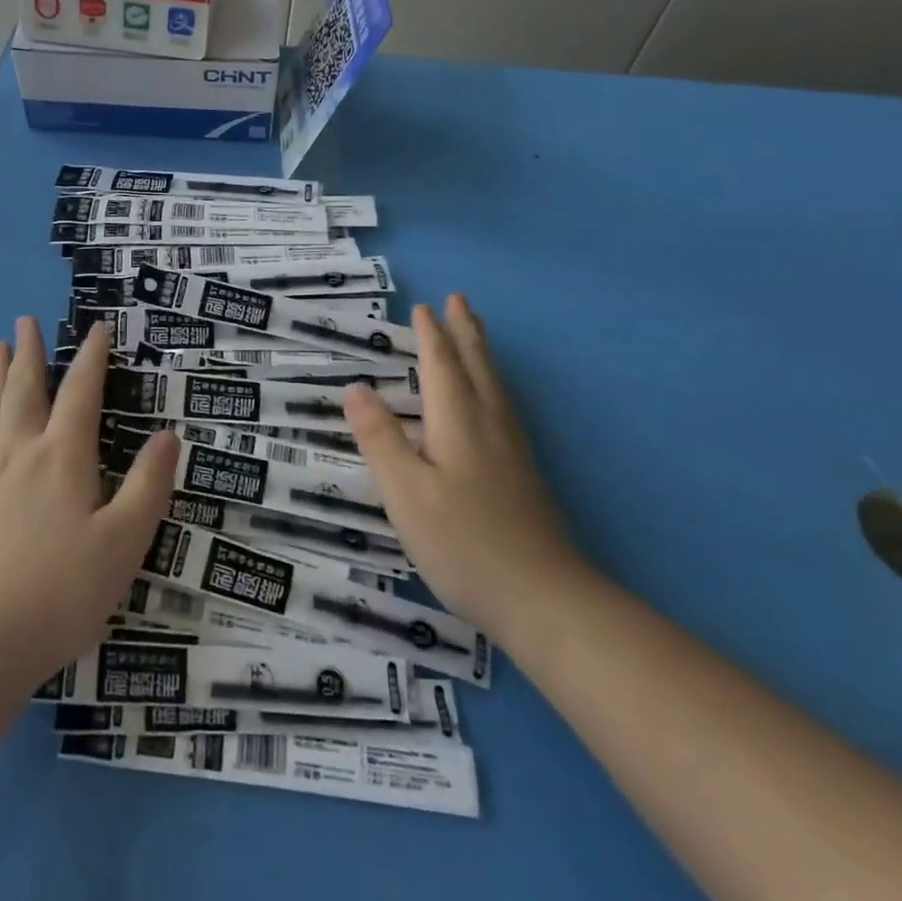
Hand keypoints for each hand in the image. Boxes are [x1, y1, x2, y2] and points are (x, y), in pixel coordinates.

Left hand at [0, 317, 177, 679]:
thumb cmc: (61, 591)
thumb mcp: (123, 542)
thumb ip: (148, 486)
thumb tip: (169, 435)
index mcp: (63, 457)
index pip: (81, 393)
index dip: (92, 358)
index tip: (97, 328)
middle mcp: (22, 454)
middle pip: (25, 390)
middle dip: (29, 352)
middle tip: (23, 320)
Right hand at [343, 295, 585, 647]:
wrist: (545, 600)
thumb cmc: (464, 542)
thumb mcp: (405, 492)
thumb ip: (380, 438)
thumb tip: (356, 388)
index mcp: (458, 421)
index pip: (441, 365)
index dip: (430, 335)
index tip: (423, 307)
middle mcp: (489, 424)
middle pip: (476, 366)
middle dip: (464, 332)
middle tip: (460, 300)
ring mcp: (512, 449)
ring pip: (495, 385)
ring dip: (481, 353)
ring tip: (476, 333)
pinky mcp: (523, 473)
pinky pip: (503, 406)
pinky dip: (492, 384)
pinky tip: (492, 401)